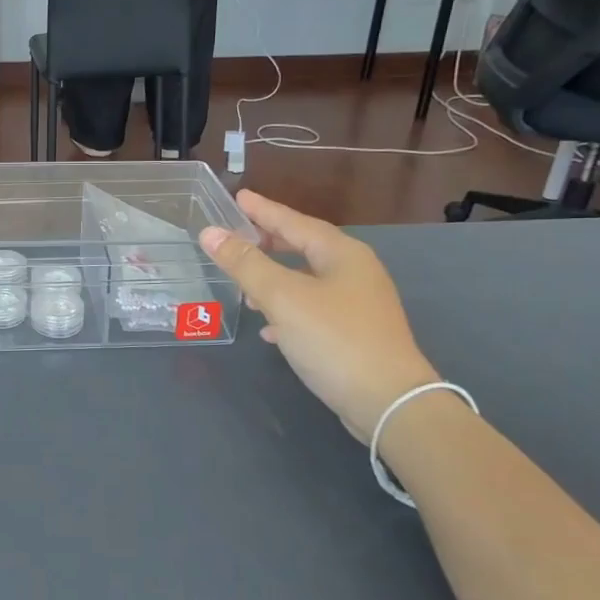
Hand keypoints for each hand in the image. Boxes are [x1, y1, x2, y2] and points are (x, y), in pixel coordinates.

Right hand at [200, 191, 438, 441]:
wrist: (389, 403)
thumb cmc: (334, 339)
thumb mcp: (282, 297)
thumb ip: (245, 264)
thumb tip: (210, 232)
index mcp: (342, 254)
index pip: (294, 222)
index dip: (263, 210)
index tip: (238, 197)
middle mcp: (355, 273)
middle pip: (304, 248)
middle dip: (269, 244)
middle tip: (238, 237)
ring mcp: (359, 305)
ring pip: (307, 281)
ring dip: (275, 279)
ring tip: (245, 286)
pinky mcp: (355, 335)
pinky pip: (313, 310)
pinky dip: (288, 311)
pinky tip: (270, 329)